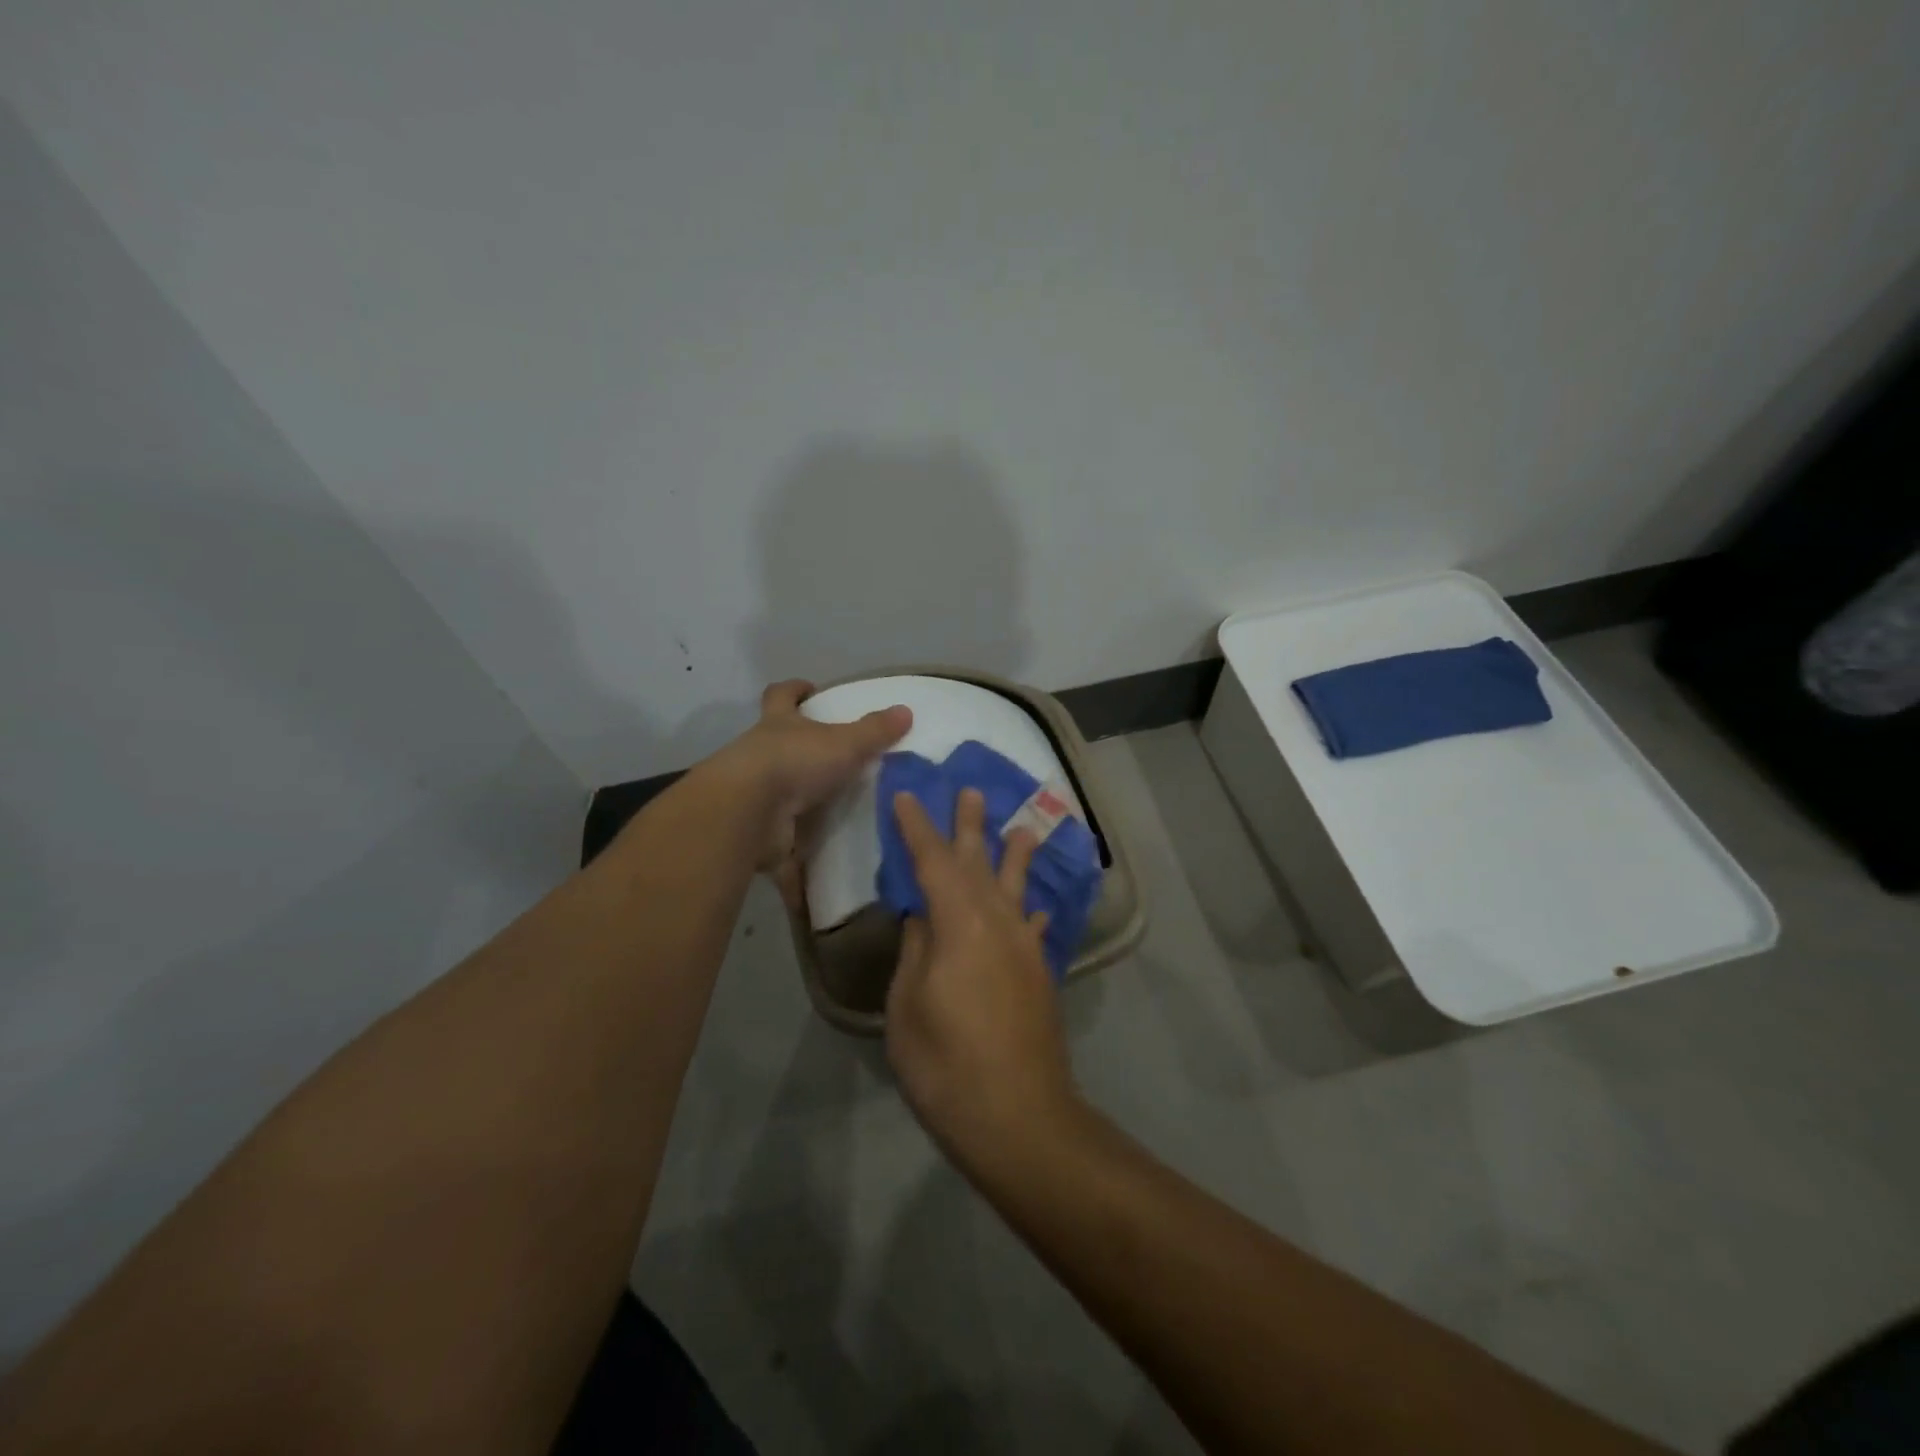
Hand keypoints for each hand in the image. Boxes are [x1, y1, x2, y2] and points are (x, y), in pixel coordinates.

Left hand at [711, 679, 911, 905]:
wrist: (749, 813)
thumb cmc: (795, 762)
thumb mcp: (844, 743)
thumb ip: (875, 731)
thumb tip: (906, 710)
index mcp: (778, 724)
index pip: (781, 695)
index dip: (794, 690)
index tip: (808, 689)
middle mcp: (759, 754)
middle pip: (773, 743)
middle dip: (795, 748)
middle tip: (828, 758)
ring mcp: (753, 793)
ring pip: (774, 790)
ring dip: (795, 799)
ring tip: (830, 812)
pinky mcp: (755, 830)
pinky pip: (778, 841)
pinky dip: (794, 853)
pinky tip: (817, 863)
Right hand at [886, 788, 1079, 1169]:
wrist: (1019, 1117)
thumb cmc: (947, 1064)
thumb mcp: (908, 1006)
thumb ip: (915, 952)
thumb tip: (922, 916)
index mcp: (960, 923)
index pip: (933, 862)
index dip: (918, 828)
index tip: (906, 796)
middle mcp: (998, 923)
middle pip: (980, 863)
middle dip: (971, 826)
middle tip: (971, 790)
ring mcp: (1024, 949)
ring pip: (1017, 888)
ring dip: (1014, 855)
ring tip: (1022, 827)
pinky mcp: (1040, 975)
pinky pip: (1034, 929)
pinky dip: (1032, 913)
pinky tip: (1036, 908)